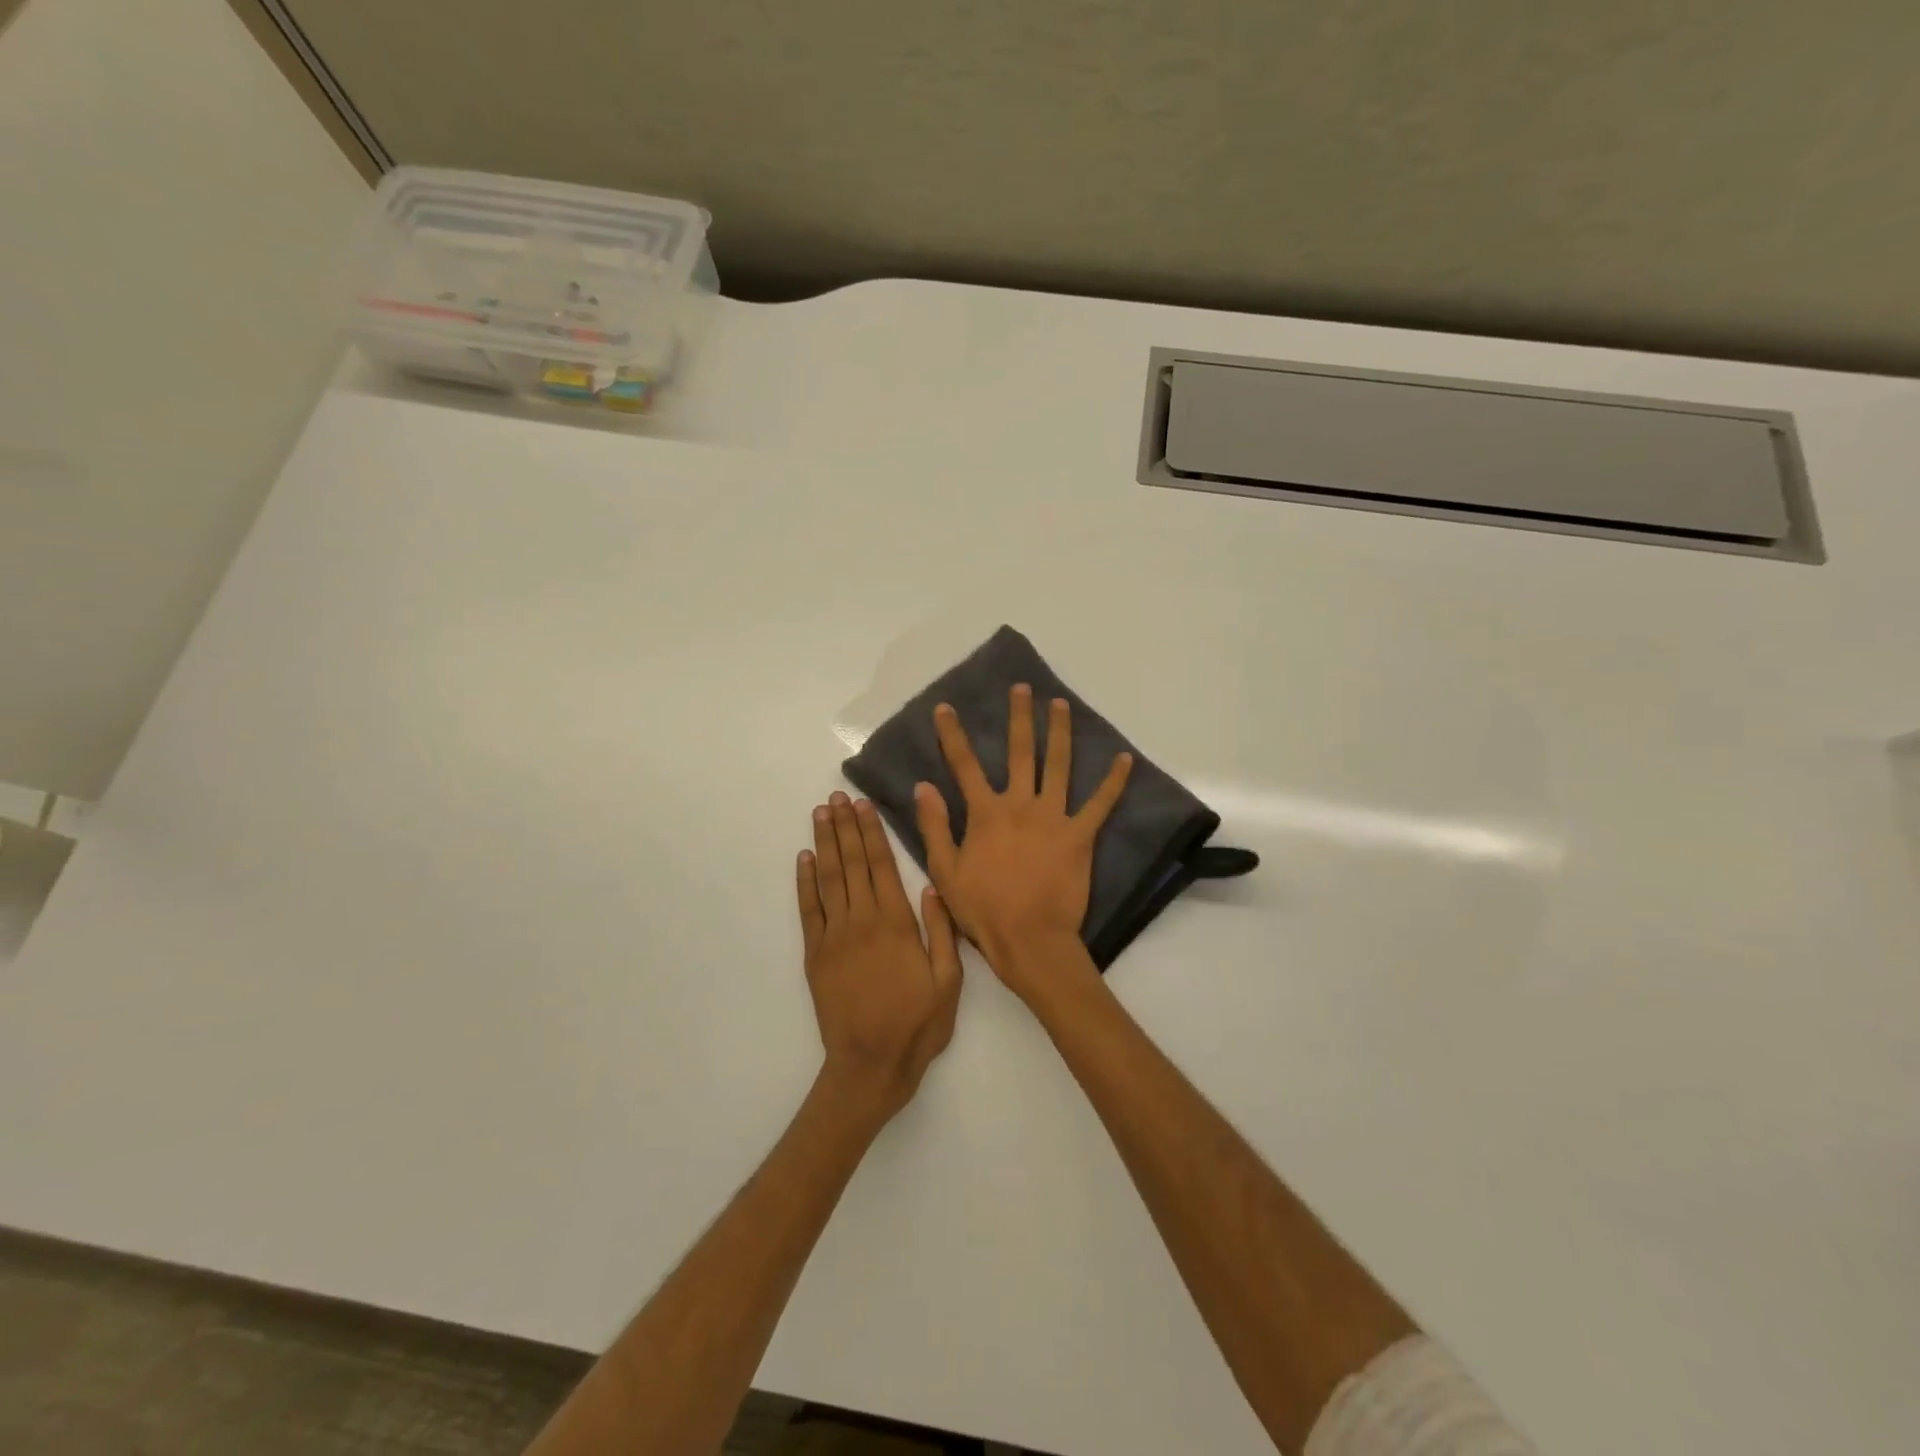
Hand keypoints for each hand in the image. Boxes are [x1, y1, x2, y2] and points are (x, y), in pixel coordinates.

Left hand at [798, 791, 962, 1121]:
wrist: (869, 1066)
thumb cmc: (917, 1025)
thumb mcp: (948, 981)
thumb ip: (942, 931)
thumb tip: (934, 885)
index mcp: (896, 924)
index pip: (881, 866)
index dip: (872, 833)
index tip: (864, 806)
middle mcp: (862, 921)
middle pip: (852, 864)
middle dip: (845, 827)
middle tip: (837, 796)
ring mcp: (834, 937)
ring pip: (828, 879)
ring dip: (825, 843)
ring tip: (821, 814)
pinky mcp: (816, 955)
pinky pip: (809, 910)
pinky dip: (805, 882)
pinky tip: (804, 859)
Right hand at [914, 685, 1131, 1001]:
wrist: (1030, 940)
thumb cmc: (983, 909)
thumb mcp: (945, 871)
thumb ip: (935, 826)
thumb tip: (923, 786)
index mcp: (985, 813)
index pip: (963, 765)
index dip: (952, 734)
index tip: (945, 707)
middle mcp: (1020, 804)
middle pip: (1019, 752)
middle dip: (1019, 717)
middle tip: (1022, 688)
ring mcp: (1054, 817)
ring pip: (1058, 766)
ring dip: (1059, 732)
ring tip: (1061, 704)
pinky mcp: (1081, 836)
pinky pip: (1101, 804)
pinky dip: (1114, 781)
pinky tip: (1125, 759)